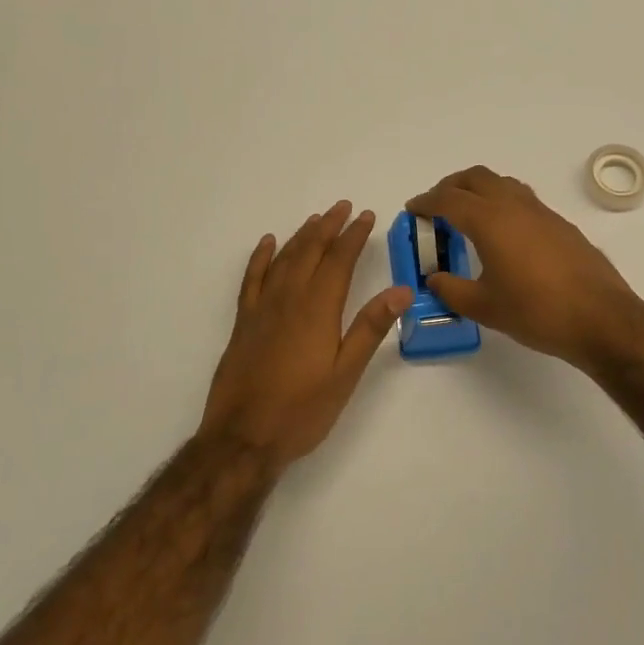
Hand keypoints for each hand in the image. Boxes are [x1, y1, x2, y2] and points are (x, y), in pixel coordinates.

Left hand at [201, 201, 412, 471]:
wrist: (243, 437)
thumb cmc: (302, 410)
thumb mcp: (346, 374)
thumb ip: (370, 328)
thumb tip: (400, 291)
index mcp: (317, 309)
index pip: (339, 260)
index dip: (354, 236)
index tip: (367, 216)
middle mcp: (288, 298)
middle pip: (310, 251)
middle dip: (329, 226)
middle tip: (344, 207)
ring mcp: (262, 308)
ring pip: (283, 259)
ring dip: (301, 236)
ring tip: (317, 219)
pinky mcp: (243, 321)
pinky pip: (252, 278)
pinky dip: (261, 257)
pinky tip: (268, 243)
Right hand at [406, 166, 643, 371]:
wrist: (601, 318)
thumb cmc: (536, 311)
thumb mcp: (484, 307)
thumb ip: (452, 290)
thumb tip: (434, 278)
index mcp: (490, 220)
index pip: (448, 199)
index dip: (426, 202)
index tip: (413, 209)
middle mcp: (514, 206)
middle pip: (476, 178)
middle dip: (451, 186)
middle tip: (437, 207)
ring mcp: (541, 212)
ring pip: (502, 184)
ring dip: (479, 190)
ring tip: (468, 216)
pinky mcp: (560, 224)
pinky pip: (522, 199)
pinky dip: (502, 203)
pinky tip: (503, 234)